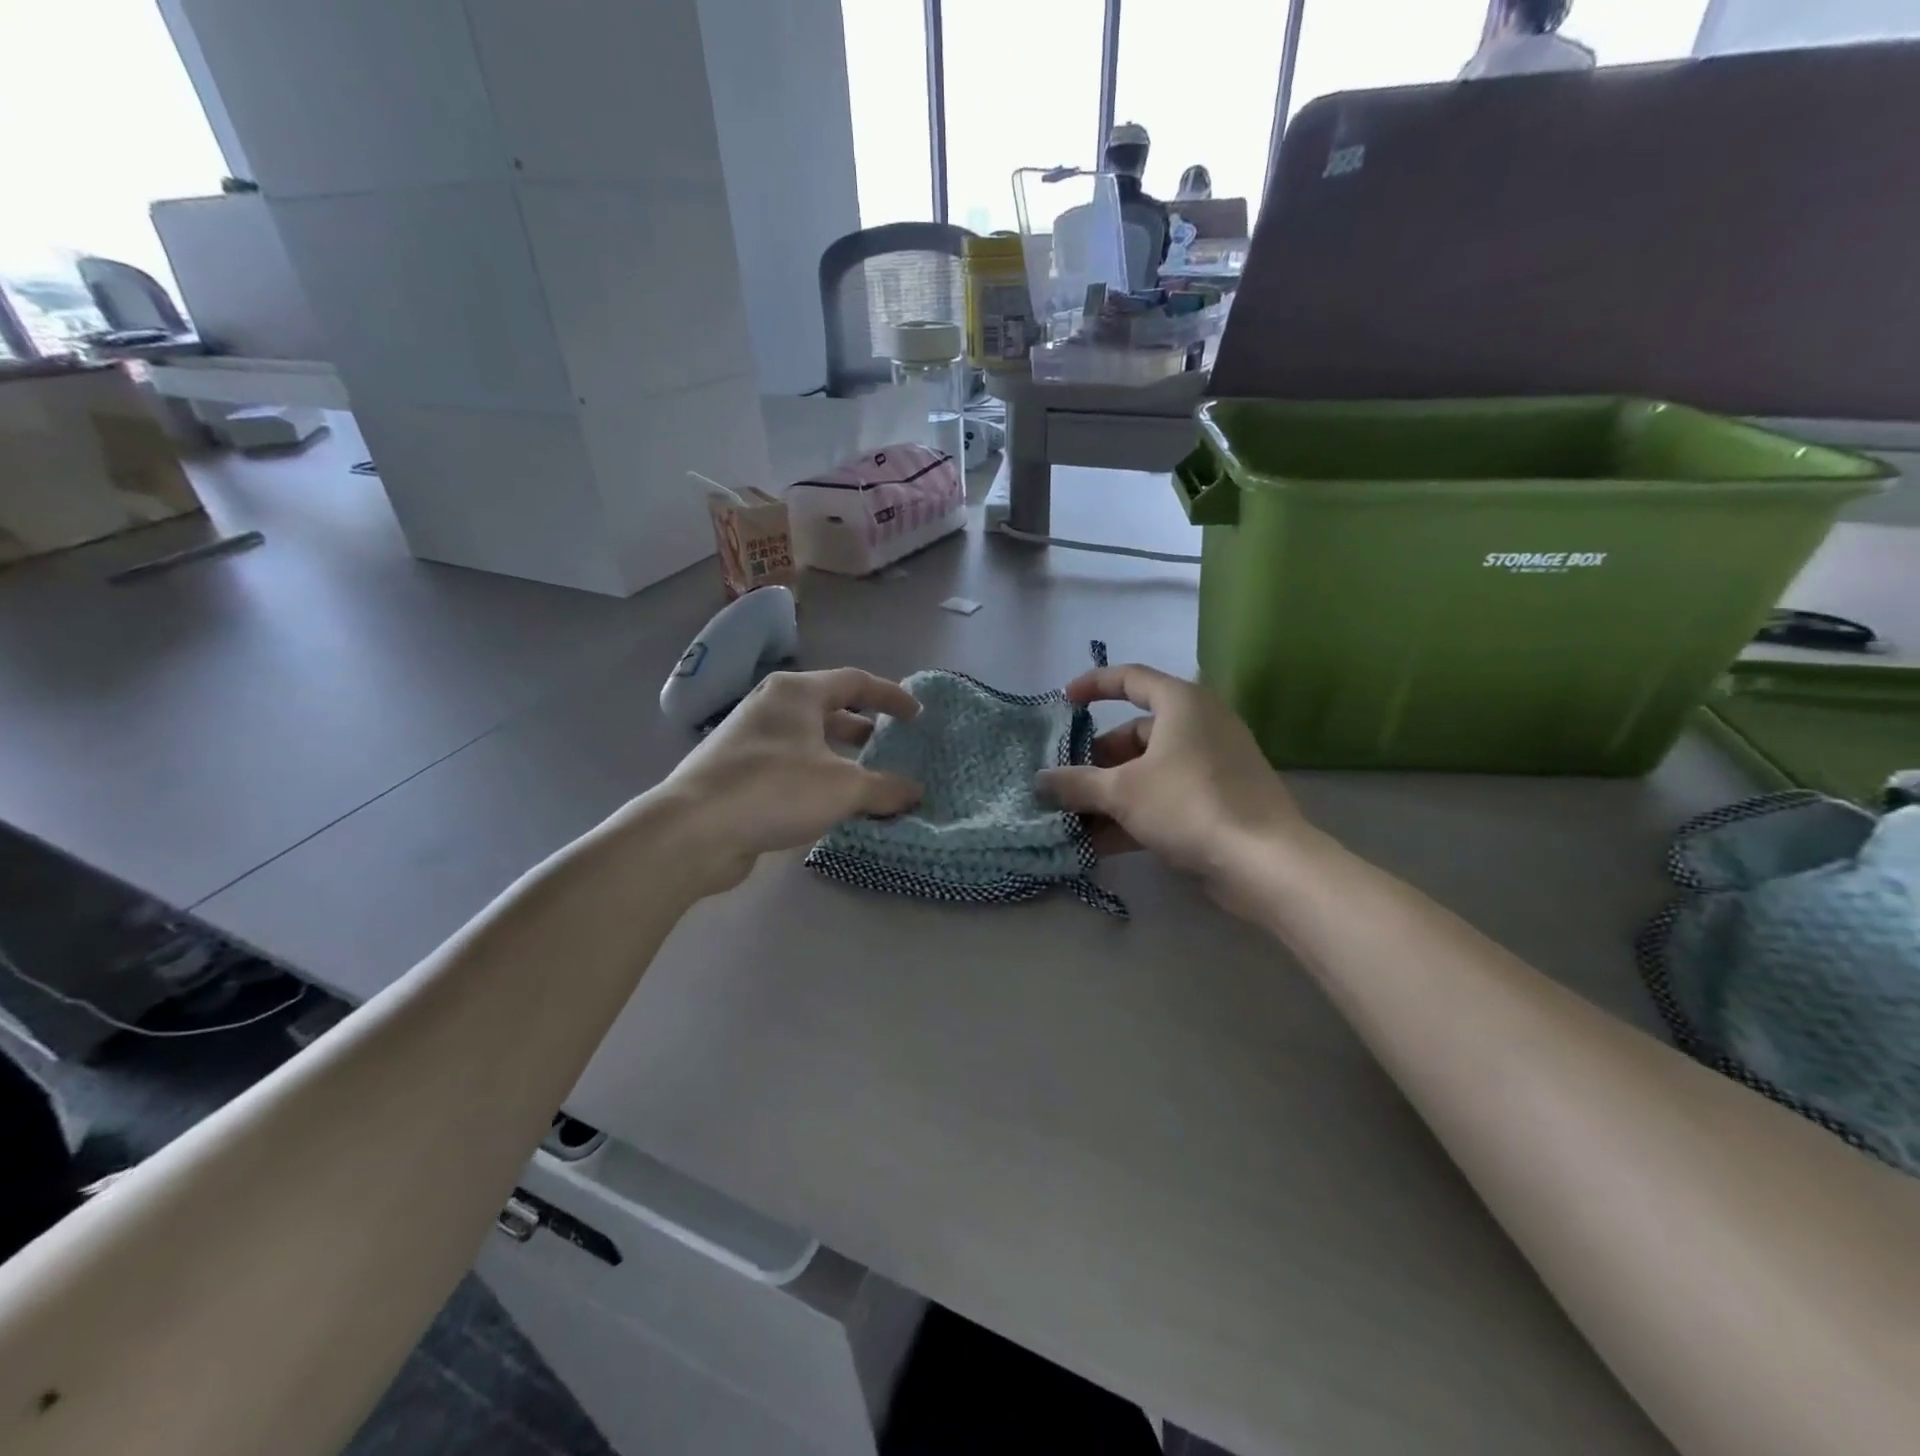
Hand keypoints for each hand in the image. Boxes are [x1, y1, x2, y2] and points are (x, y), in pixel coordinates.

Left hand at [648, 669, 921, 894]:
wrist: (693, 830)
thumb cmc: (774, 790)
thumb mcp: (843, 788)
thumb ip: (885, 788)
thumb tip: (915, 792)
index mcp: (796, 693)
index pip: (855, 681)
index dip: (891, 696)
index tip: (917, 716)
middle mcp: (771, 706)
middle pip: (829, 707)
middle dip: (864, 726)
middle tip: (891, 746)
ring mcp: (749, 739)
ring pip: (808, 739)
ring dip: (840, 755)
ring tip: (867, 778)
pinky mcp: (737, 772)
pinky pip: (790, 765)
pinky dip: (816, 776)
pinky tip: (830, 803)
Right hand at [1035, 664, 1306, 901]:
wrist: (1264, 861)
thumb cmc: (1188, 804)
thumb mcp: (1122, 791)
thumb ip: (1076, 783)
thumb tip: (1039, 781)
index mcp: (1181, 703)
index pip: (1130, 678)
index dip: (1093, 686)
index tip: (1064, 703)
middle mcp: (1200, 725)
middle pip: (1135, 733)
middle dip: (1096, 761)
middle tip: (1066, 784)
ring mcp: (1213, 764)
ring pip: (1149, 770)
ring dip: (1111, 793)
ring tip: (1074, 820)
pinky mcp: (1219, 799)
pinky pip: (1167, 796)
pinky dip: (1135, 813)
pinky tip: (1101, 844)